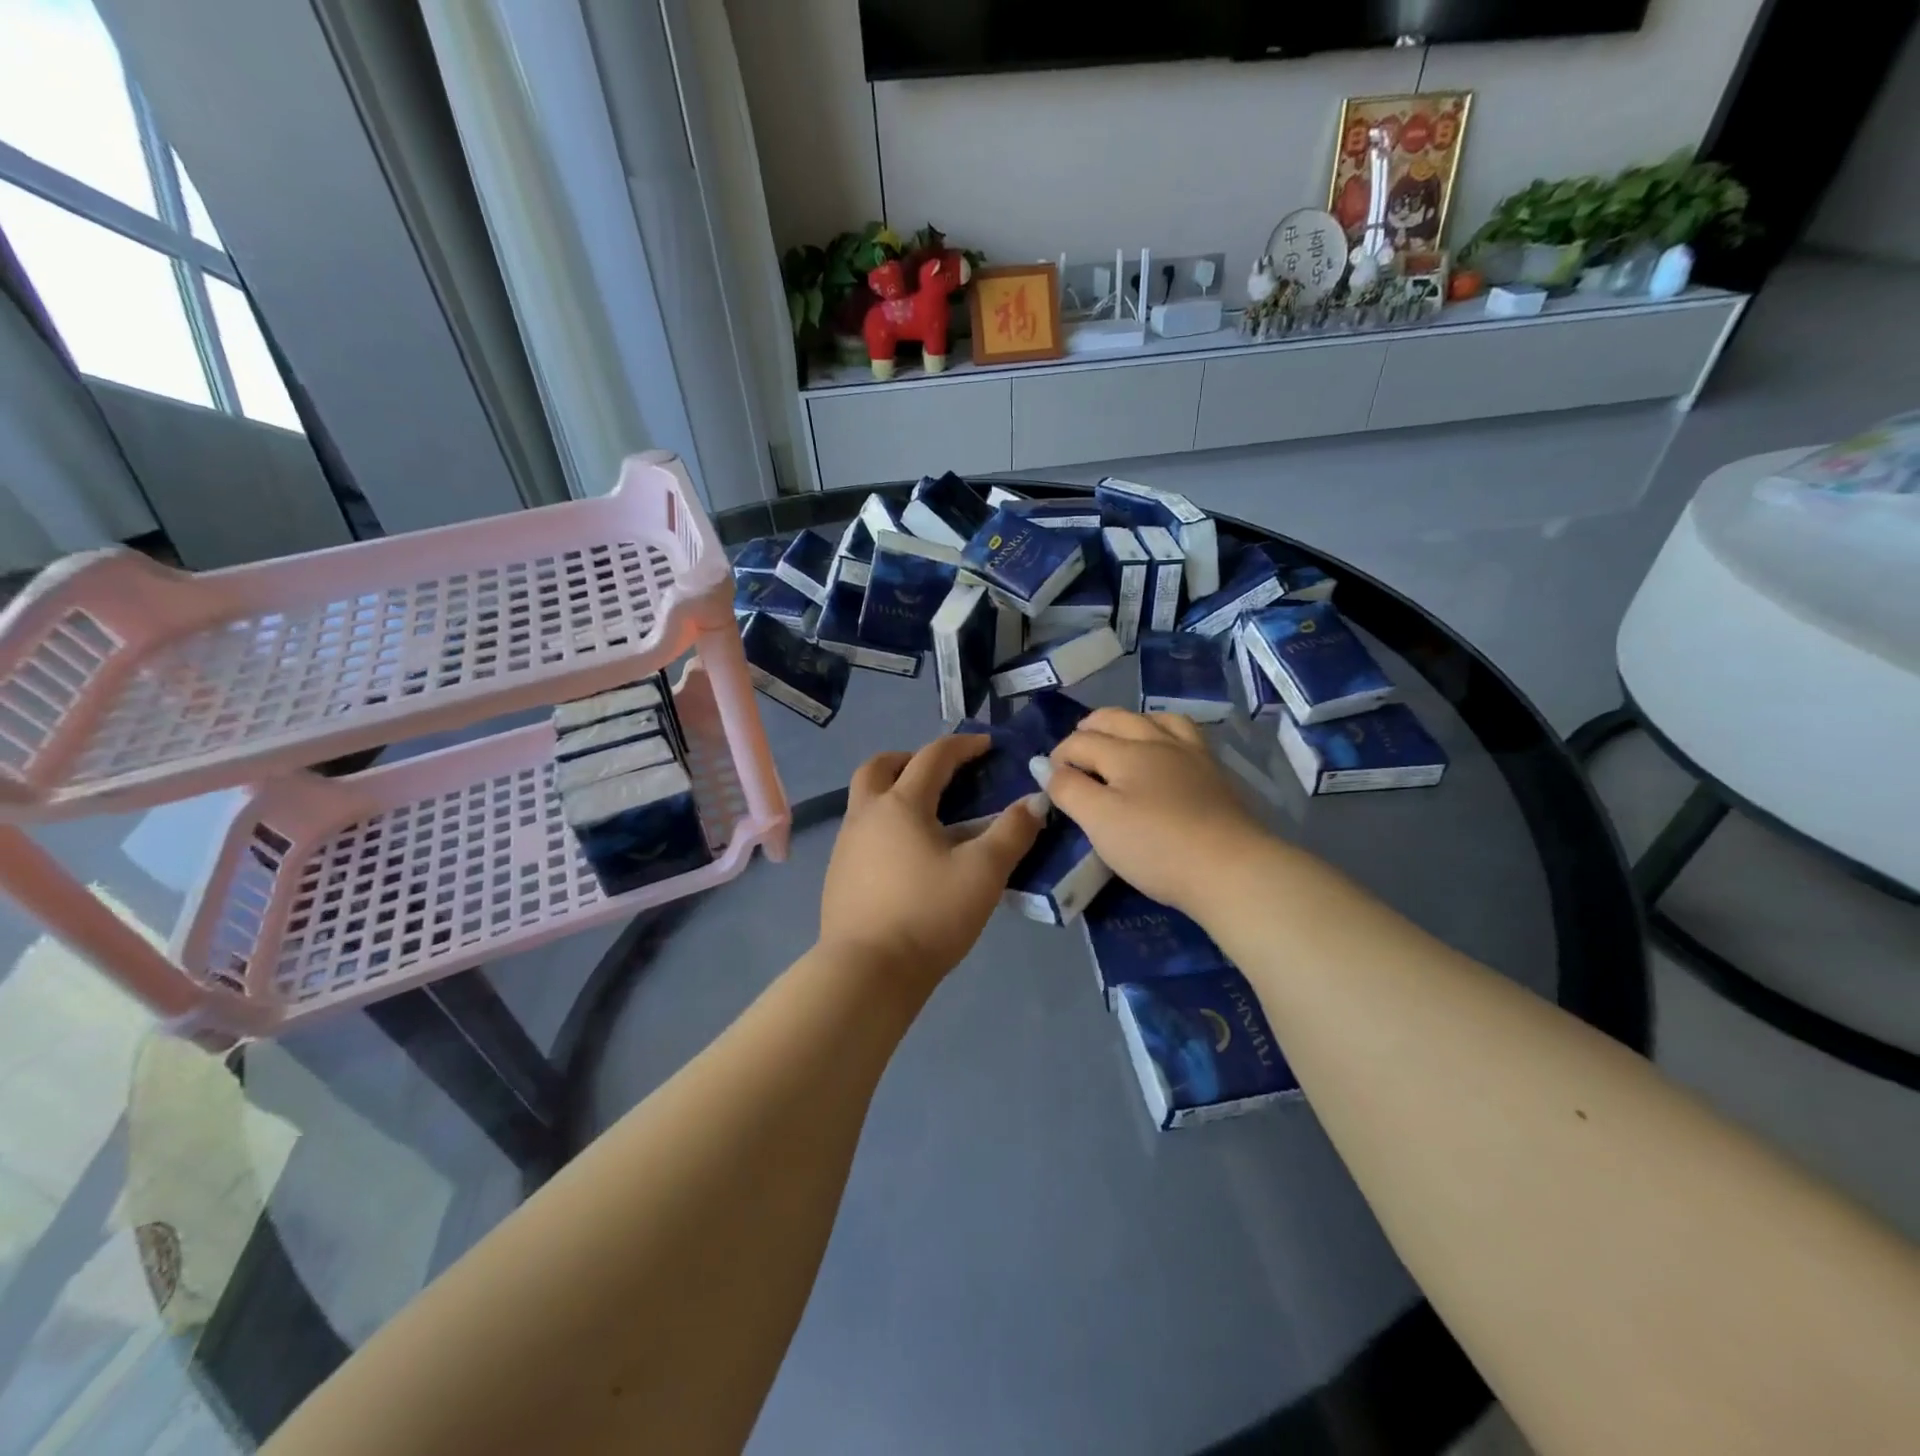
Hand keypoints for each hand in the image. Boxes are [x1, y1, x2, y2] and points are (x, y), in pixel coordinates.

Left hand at [819, 736, 1046, 991]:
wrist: (867, 972)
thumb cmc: (929, 914)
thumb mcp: (983, 873)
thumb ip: (1012, 832)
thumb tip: (1034, 802)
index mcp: (901, 804)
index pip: (933, 757)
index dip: (962, 745)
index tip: (987, 745)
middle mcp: (866, 815)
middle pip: (879, 766)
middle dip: (910, 759)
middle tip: (939, 773)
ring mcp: (845, 846)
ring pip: (865, 800)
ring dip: (893, 792)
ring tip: (928, 817)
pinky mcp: (837, 876)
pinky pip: (861, 832)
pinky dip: (884, 826)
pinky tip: (907, 857)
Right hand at [1047, 709, 1271, 917]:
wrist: (1230, 869)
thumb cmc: (1155, 846)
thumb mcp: (1099, 820)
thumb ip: (1067, 789)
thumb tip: (1042, 765)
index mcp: (1125, 752)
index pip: (1080, 741)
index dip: (1058, 757)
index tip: (1048, 782)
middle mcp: (1157, 742)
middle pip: (1116, 719)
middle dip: (1089, 728)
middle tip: (1075, 749)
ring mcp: (1191, 754)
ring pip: (1155, 720)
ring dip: (1129, 723)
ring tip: (1119, 739)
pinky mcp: (1214, 773)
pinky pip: (1185, 735)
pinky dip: (1163, 733)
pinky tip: (1164, 752)